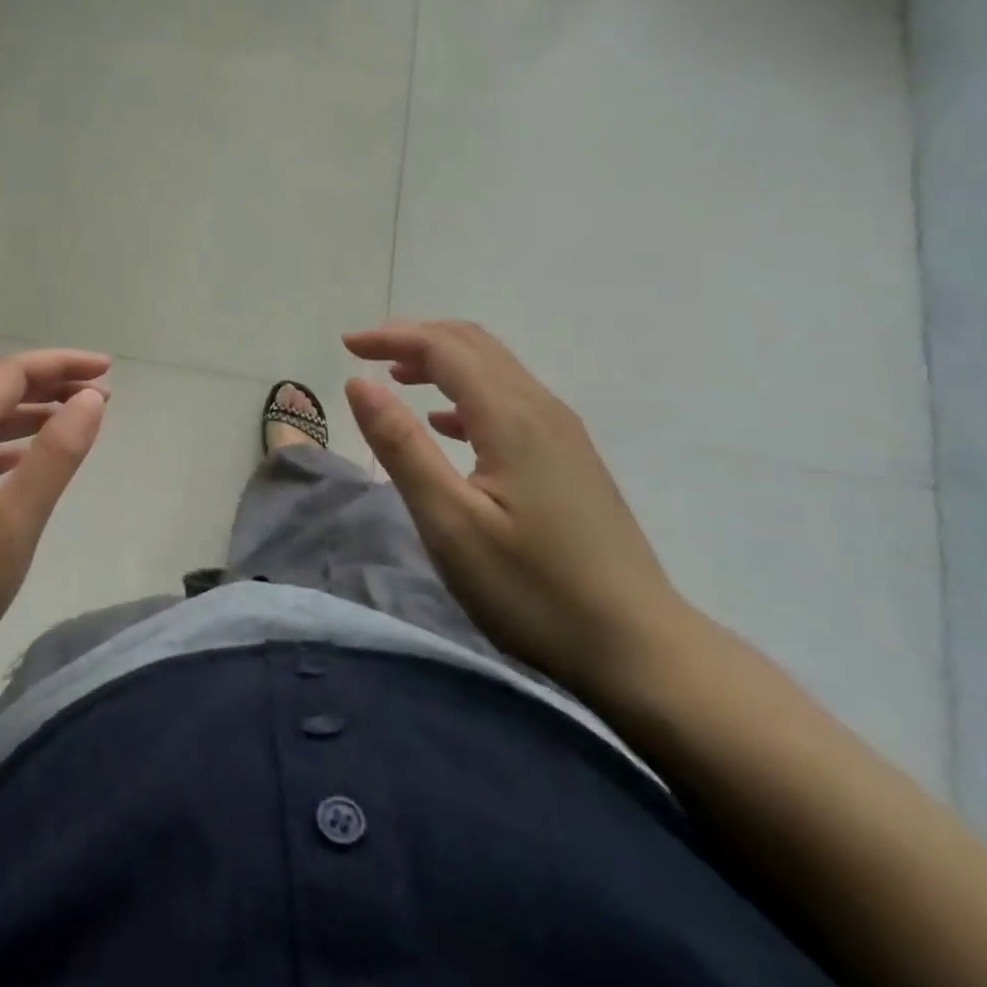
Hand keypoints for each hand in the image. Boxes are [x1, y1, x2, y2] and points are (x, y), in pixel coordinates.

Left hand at [0, 349, 110, 712]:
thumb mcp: (12, 523)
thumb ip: (55, 456)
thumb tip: (91, 399)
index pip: (10, 374)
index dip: (61, 364)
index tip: (108, 369)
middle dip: (50, 386)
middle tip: (100, 394)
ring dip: (30, 417)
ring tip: (75, 420)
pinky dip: (7, 449)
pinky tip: (26, 465)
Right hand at [343, 320, 695, 698]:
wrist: (641, 650)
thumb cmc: (534, 590)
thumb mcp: (450, 522)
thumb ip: (401, 446)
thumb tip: (359, 382)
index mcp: (511, 417)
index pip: (443, 347)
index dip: (391, 336)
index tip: (345, 345)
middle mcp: (541, 409)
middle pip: (472, 344)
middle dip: (414, 338)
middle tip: (365, 352)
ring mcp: (563, 433)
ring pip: (494, 369)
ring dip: (440, 362)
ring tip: (395, 379)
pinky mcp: (570, 459)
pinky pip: (510, 400)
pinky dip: (466, 394)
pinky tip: (445, 426)